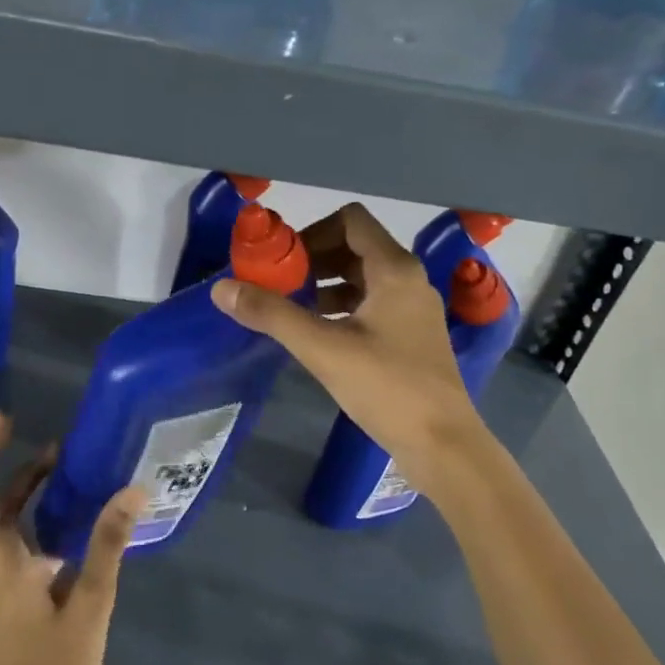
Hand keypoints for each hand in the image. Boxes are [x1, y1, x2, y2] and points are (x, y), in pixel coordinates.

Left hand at [0, 412, 144, 664]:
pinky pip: (13, 532)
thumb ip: (107, 544)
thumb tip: (132, 489)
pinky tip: (68, 503)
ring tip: (56, 453)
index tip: (1, 419)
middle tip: (17, 425)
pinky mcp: (11, 587)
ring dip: (16, 481)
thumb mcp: (90, 605)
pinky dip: (30, 507)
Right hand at [211, 203, 485, 487]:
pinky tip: (317, 332)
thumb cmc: (387, 387)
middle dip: (313, 260)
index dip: (311, 231)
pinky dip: (341, 307)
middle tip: (279, 284)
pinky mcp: (411, 335)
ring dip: (325, 284)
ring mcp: (412, 308)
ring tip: (292, 308)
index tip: (282, 260)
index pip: (350, 220)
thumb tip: (222, 288)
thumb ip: (272, 314)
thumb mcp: (323, 349)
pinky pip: (371, 303)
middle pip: (355, 246)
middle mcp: (408, 279)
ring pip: (362, 277)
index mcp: (394, 269)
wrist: (443, 444)